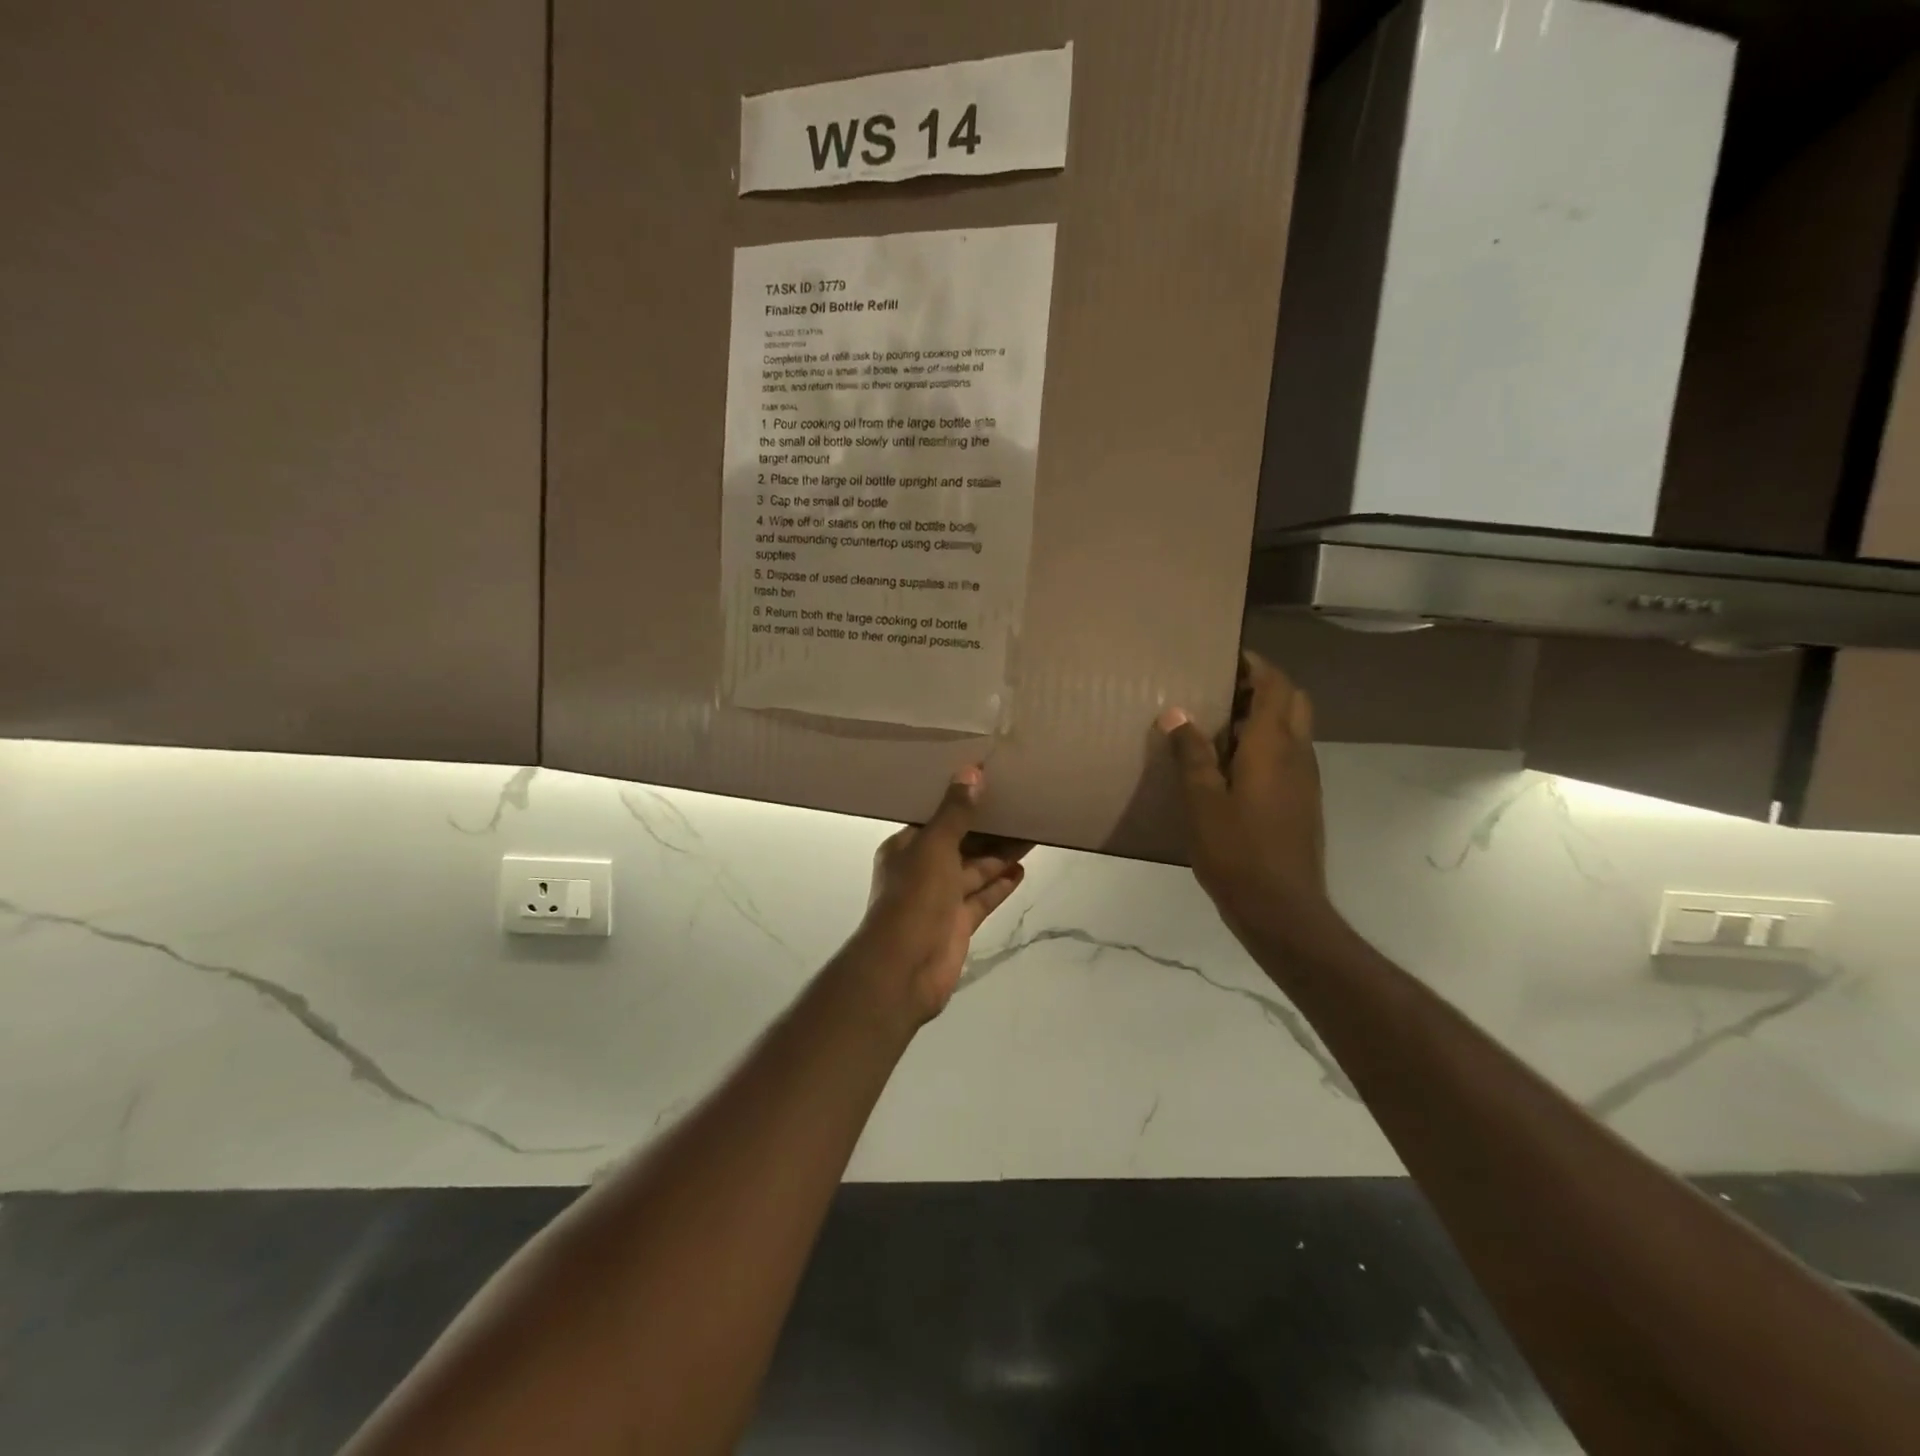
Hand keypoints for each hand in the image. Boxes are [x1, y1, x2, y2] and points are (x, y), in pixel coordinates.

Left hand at [849, 766, 1029, 1026]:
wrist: (905, 968)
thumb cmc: (914, 897)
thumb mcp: (934, 846)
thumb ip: (955, 813)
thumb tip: (971, 771)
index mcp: (907, 847)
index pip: (935, 817)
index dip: (959, 800)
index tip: (989, 781)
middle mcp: (922, 869)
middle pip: (960, 842)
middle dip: (987, 827)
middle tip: (1020, 805)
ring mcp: (941, 898)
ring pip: (975, 870)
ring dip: (999, 854)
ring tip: (1031, 830)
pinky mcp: (959, 923)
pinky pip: (982, 897)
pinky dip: (1000, 884)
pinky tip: (1023, 867)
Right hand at [1158, 654, 1341, 954]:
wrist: (1282, 909)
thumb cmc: (1237, 851)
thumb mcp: (1202, 801)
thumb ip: (1191, 753)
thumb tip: (1175, 712)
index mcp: (1274, 746)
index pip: (1277, 685)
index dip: (1256, 665)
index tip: (1226, 658)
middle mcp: (1298, 755)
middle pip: (1293, 702)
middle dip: (1263, 687)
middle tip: (1222, 691)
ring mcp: (1306, 781)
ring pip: (1293, 730)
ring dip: (1265, 717)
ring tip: (1219, 725)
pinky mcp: (1303, 803)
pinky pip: (1288, 757)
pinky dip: (1266, 745)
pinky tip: (1230, 768)